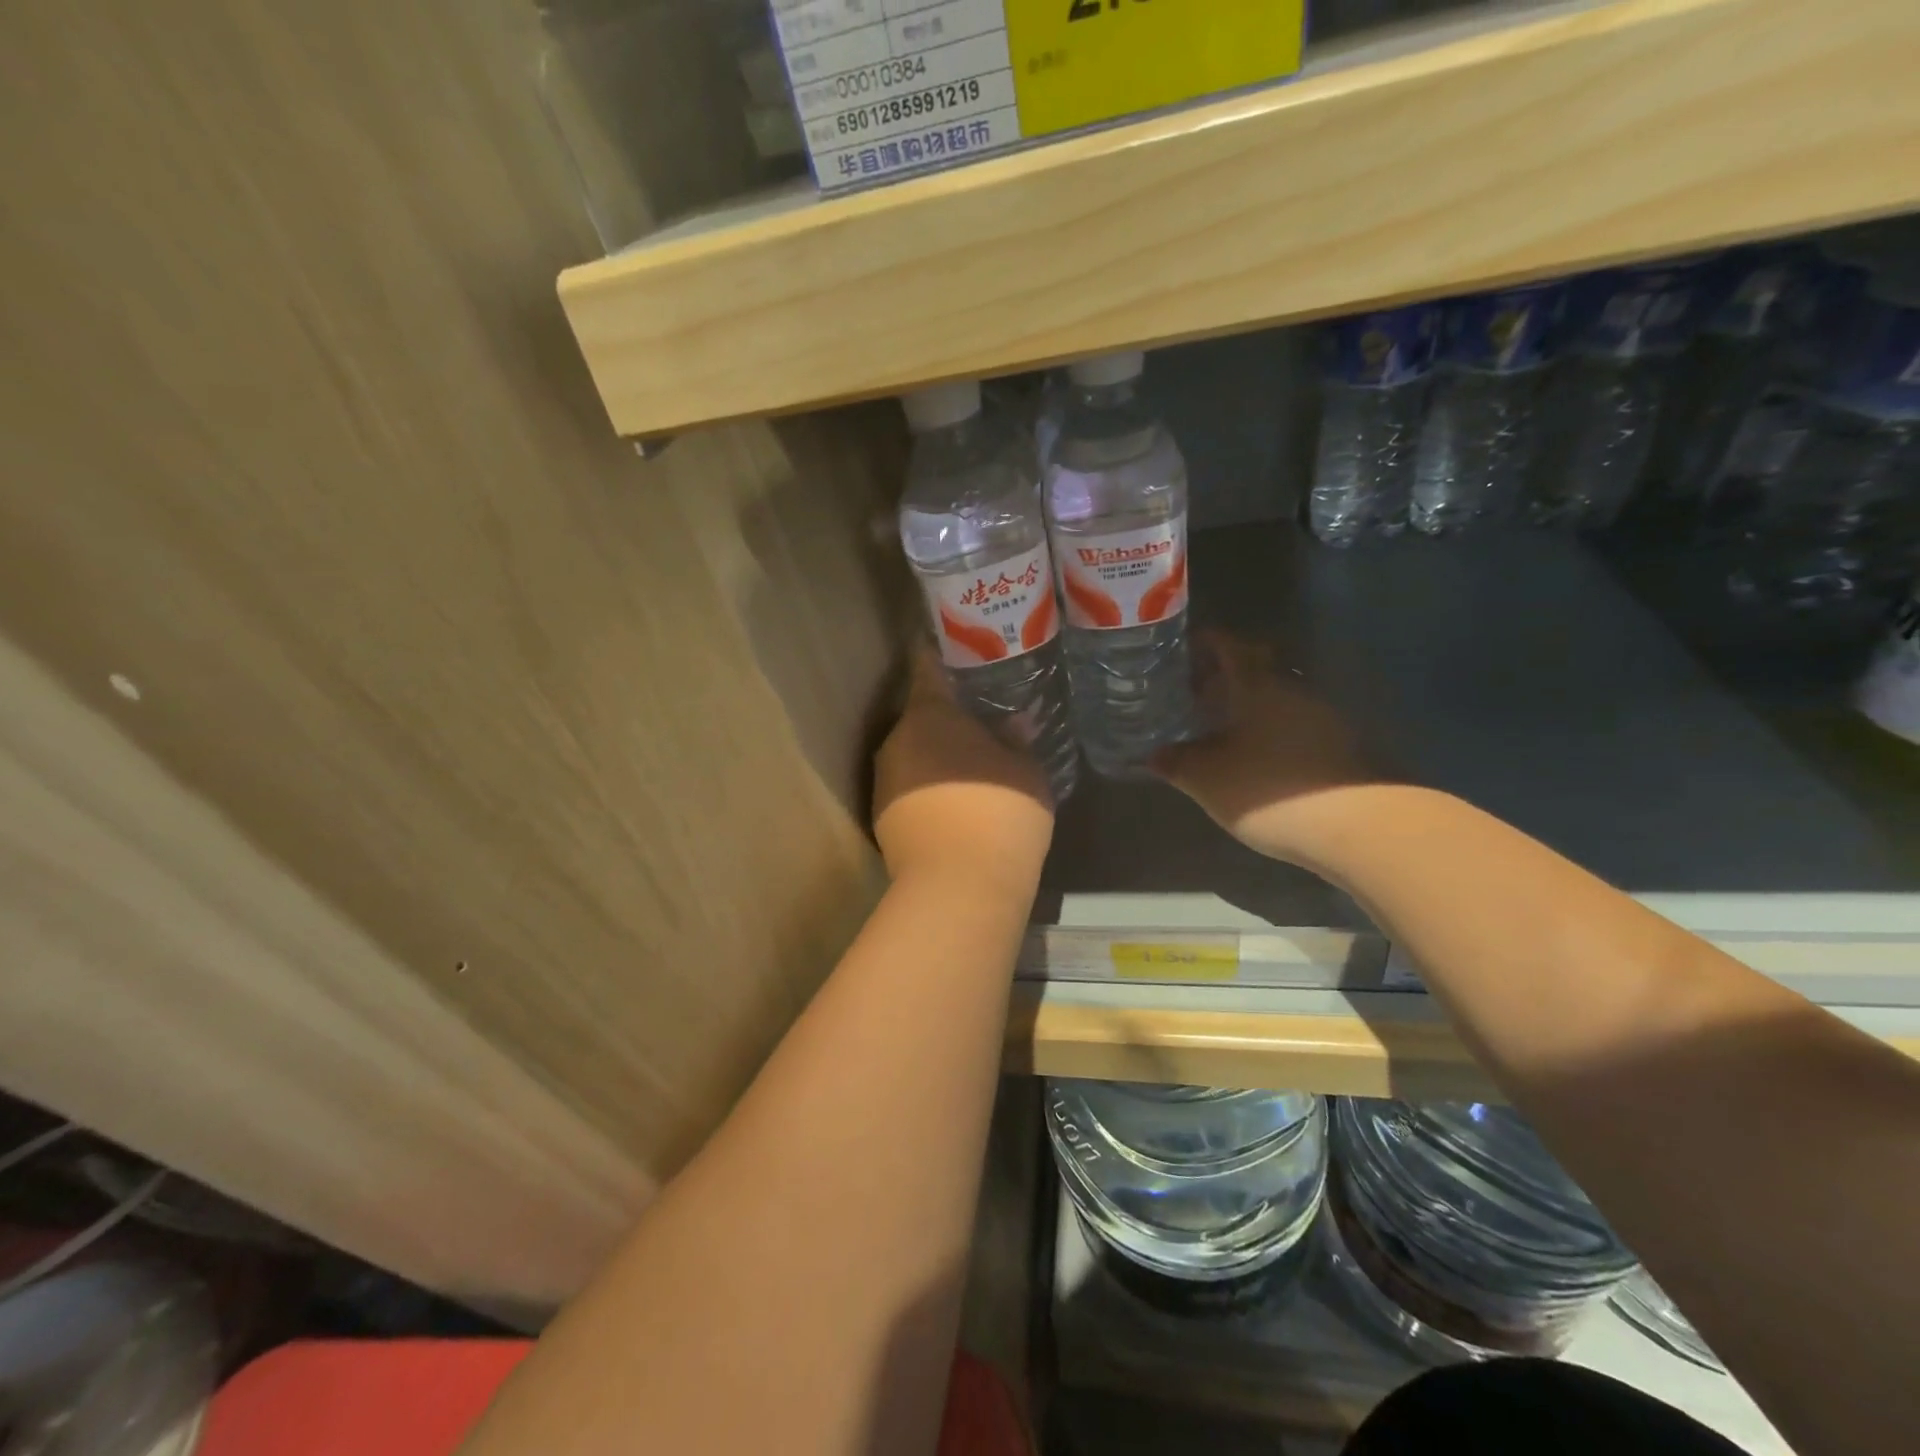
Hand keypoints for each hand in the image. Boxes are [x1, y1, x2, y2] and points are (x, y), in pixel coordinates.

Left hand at [872, 648, 1055, 894]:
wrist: (958, 886)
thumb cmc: (999, 810)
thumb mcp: (1026, 770)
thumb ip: (1017, 741)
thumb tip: (1014, 724)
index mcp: (929, 714)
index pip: (926, 666)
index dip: (939, 653)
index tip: (953, 647)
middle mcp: (896, 740)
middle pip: (920, 716)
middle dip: (946, 717)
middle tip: (980, 720)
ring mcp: (884, 781)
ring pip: (913, 755)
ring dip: (937, 756)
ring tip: (971, 765)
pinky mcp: (882, 819)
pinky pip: (910, 788)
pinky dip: (929, 788)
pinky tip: (956, 803)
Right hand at [1152, 630, 1378, 863]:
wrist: (1355, 825)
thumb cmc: (1268, 789)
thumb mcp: (1207, 780)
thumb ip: (1176, 763)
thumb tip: (1153, 754)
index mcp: (1256, 686)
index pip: (1229, 646)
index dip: (1205, 642)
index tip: (1182, 648)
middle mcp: (1292, 690)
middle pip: (1256, 669)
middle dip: (1224, 676)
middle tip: (1195, 692)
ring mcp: (1322, 716)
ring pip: (1276, 698)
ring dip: (1249, 705)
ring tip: (1221, 727)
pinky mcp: (1340, 745)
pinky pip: (1294, 723)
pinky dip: (1271, 729)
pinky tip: (1256, 755)